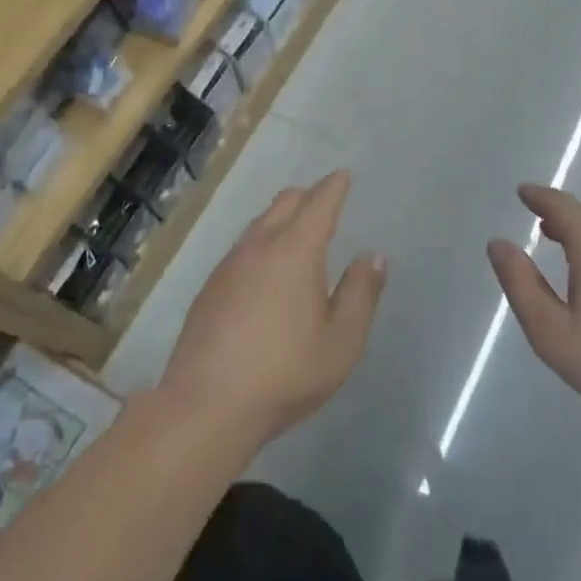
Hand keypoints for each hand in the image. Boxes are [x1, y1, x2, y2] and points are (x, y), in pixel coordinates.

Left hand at [158, 171, 386, 449]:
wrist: (207, 404)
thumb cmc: (285, 372)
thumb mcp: (342, 341)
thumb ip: (361, 293)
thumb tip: (373, 256)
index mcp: (296, 250)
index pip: (319, 203)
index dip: (334, 186)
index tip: (343, 175)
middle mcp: (260, 245)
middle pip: (285, 202)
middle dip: (308, 194)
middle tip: (324, 199)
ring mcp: (229, 264)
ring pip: (260, 222)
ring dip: (281, 216)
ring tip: (296, 228)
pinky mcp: (210, 286)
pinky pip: (242, 246)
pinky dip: (261, 240)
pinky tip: (264, 266)